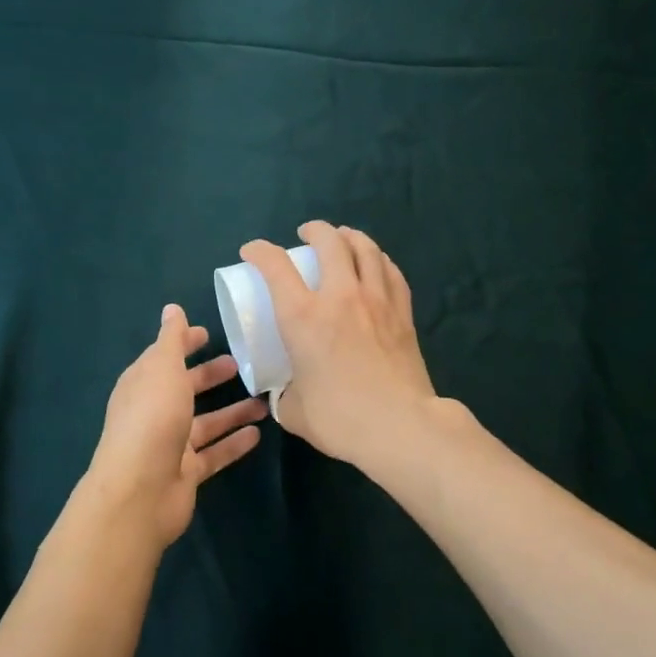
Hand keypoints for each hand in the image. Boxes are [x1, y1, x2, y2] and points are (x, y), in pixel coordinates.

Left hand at [77, 305, 267, 552]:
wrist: (140, 492)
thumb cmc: (152, 419)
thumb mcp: (162, 369)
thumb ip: (171, 340)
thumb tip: (172, 309)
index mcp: (143, 384)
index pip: (164, 356)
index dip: (183, 343)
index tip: (208, 333)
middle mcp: (155, 412)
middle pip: (185, 389)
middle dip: (209, 376)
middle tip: (242, 365)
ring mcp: (170, 445)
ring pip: (205, 423)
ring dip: (231, 411)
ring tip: (262, 401)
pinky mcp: (187, 473)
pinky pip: (214, 453)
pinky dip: (233, 443)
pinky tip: (257, 433)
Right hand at [239, 221, 437, 468]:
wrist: (400, 426)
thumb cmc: (340, 419)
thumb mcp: (293, 410)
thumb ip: (285, 394)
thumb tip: (287, 391)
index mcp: (303, 317)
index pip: (276, 266)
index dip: (260, 251)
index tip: (252, 252)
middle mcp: (340, 297)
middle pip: (329, 242)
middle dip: (314, 230)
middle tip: (306, 234)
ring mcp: (376, 301)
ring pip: (365, 249)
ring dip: (349, 236)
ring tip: (342, 237)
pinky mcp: (403, 314)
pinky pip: (391, 272)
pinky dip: (378, 260)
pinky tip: (375, 263)